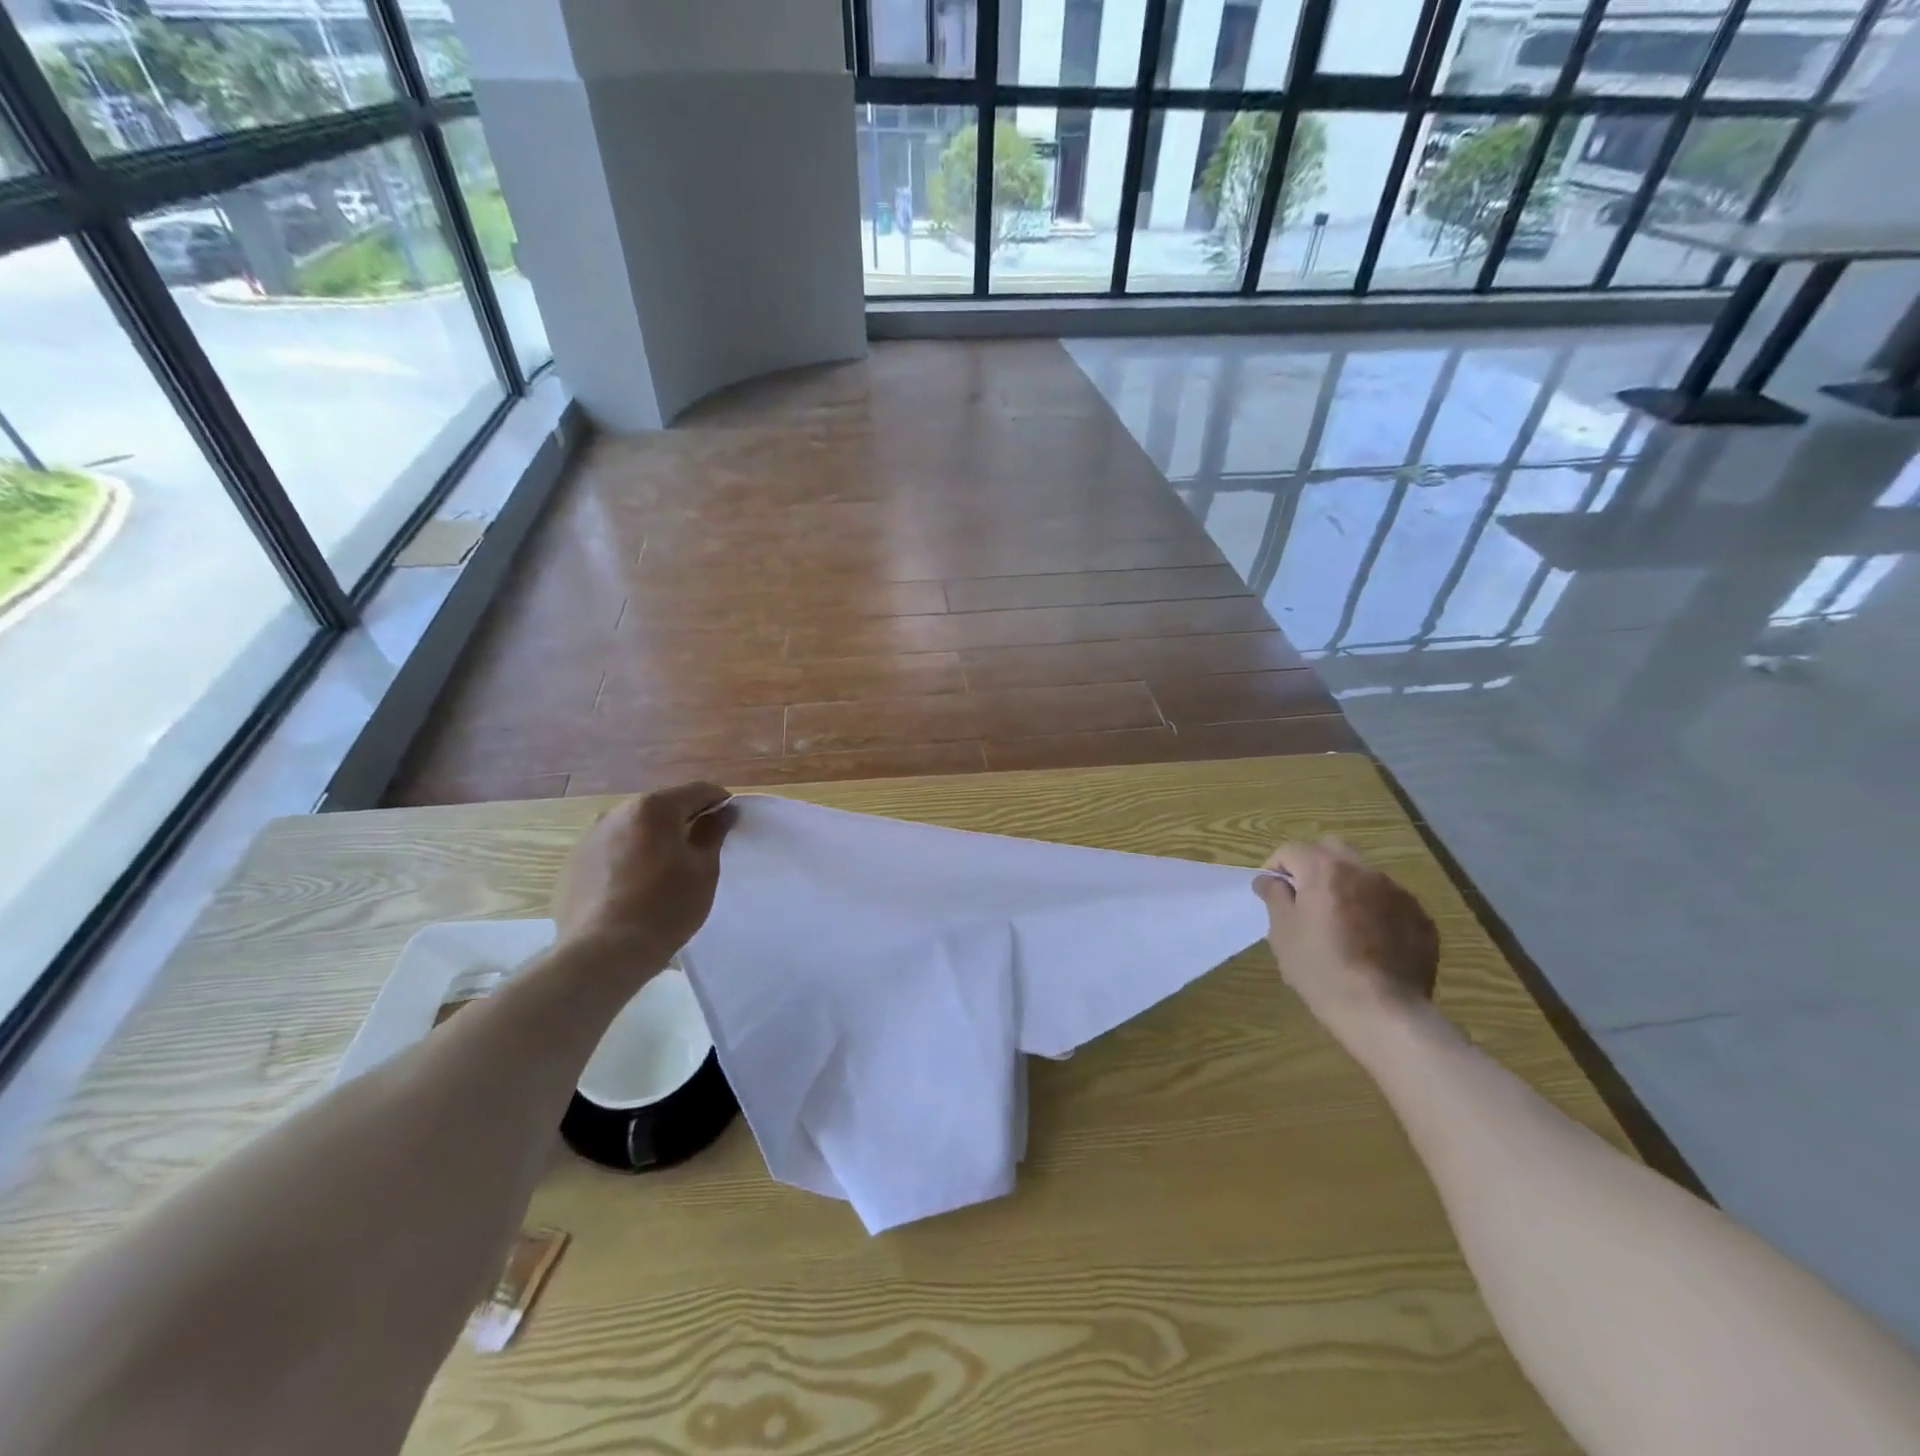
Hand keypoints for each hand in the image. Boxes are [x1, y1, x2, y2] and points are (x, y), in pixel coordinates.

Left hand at [553, 782, 737, 958]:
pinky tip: (635, 890)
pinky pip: (612, 851)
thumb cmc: (665, 907)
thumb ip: (713, 832)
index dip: (720, 803)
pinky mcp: (573, 864)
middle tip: (700, 851)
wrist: (603, 953)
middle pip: (663, 808)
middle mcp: (617, 812)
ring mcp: (590, 837)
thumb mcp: (703, 869)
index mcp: (653, 808)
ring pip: (634, 829)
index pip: (698, 791)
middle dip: (684, 821)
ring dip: (654, 840)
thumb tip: (723, 811)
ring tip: (665, 873)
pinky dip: (628, 859)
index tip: (730, 823)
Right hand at [1253, 838, 1438, 1032]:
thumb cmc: (1321, 970)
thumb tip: (1269, 879)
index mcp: (1325, 871)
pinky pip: (1389, 901)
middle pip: (1332, 849)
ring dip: (1346, 887)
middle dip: (1313, 864)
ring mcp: (1398, 893)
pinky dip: (1374, 909)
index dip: (1276, 867)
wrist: (1384, 1012)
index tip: (1271, 892)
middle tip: (1304, 897)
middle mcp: (1364, 872)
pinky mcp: (1420, 917)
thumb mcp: (1282, 933)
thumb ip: (1274, 896)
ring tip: (1340, 922)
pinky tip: (1369, 941)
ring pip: (1363, 874)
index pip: (1292, 850)